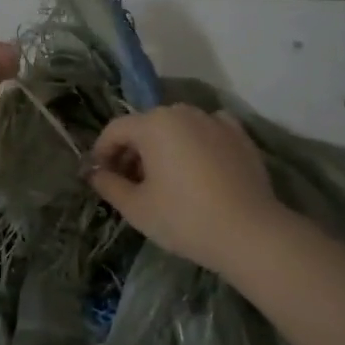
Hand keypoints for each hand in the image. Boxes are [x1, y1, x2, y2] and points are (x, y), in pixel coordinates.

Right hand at [89, 105, 287, 276]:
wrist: (249, 233)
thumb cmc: (184, 218)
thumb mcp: (136, 208)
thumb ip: (109, 185)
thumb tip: (95, 173)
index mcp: (153, 124)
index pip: (115, 130)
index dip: (102, 152)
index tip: (100, 177)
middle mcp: (183, 112)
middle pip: (146, 126)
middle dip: (132, 151)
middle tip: (130, 184)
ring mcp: (215, 121)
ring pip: (177, 128)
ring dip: (163, 148)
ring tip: (164, 180)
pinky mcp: (240, 136)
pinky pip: (207, 132)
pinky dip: (196, 145)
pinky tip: (198, 169)